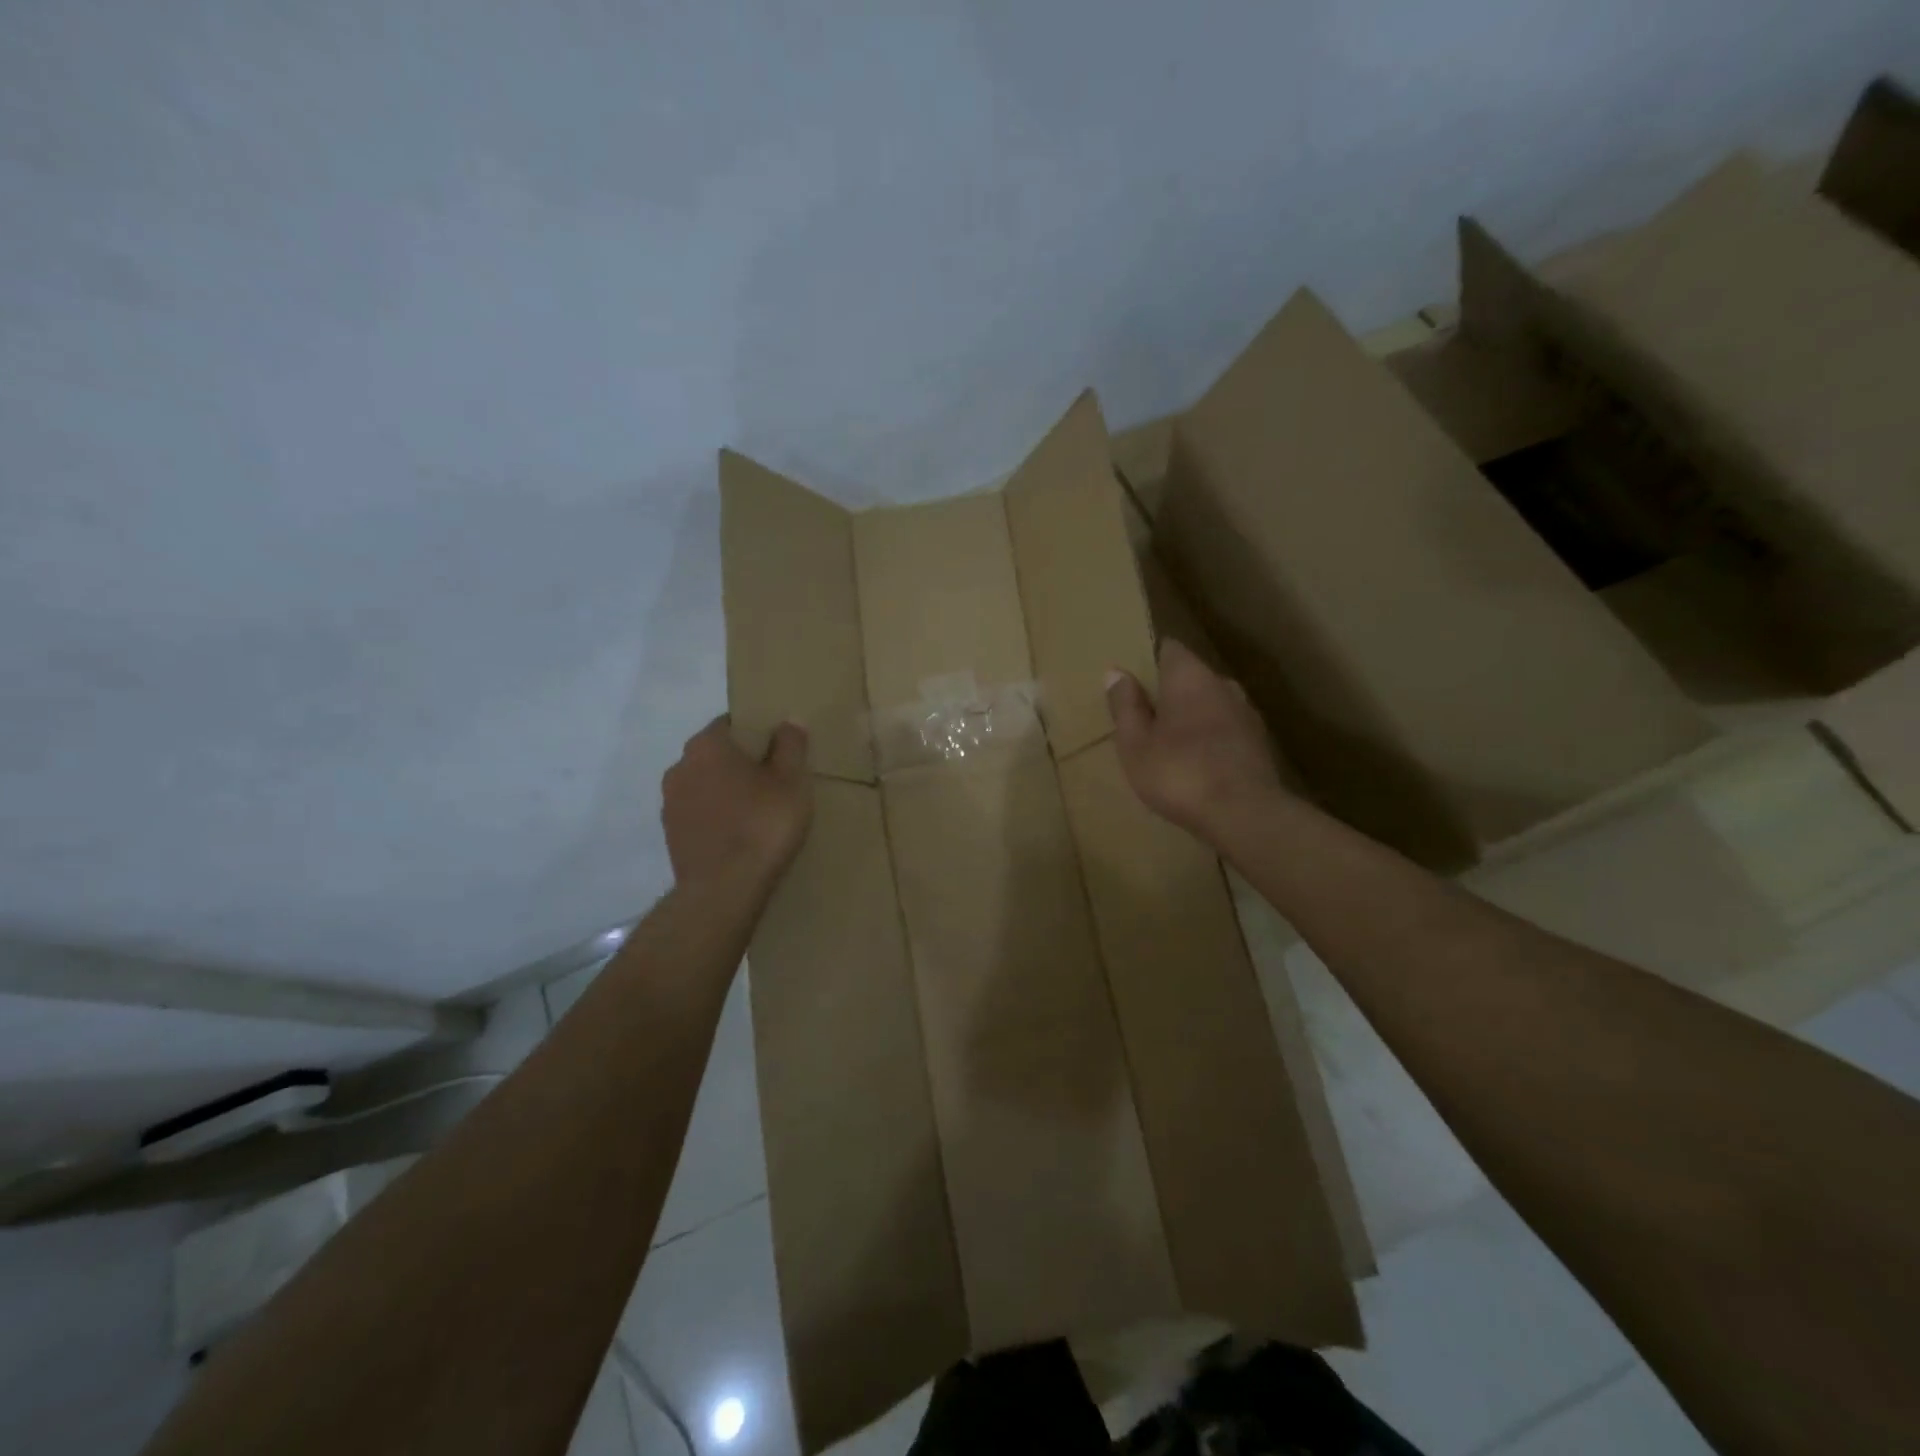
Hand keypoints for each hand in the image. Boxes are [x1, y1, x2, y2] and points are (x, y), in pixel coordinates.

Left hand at [662, 717, 812, 888]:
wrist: (723, 890)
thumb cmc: (762, 825)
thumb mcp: (791, 781)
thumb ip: (791, 746)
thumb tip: (789, 721)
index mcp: (707, 746)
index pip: (730, 724)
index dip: (755, 732)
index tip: (777, 750)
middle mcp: (680, 767)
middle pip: (715, 755)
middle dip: (740, 763)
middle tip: (773, 780)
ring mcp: (670, 804)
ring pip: (704, 786)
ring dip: (725, 792)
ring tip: (757, 812)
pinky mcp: (671, 836)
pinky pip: (699, 815)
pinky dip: (716, 818)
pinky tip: (739, 836)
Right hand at [1105, 639, 1286, 843]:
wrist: (1244, 814)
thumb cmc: (1179, 773)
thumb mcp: (1135, 743)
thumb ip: (1126, 705)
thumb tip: (1116, 672)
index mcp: (1189, 677)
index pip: (1169, 649)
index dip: (1150, 660)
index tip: (1133, 680)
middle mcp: (1222, 684)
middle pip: (1192, 677)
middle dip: (1171, 692)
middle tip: (1146, 716)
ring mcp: (1246, 713)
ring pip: (1212, 704)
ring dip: (1193, 716)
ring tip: (1171, 743)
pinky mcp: (1260, 743)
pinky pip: (1227, 729)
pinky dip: (1212, 738)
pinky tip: (1199, 763)